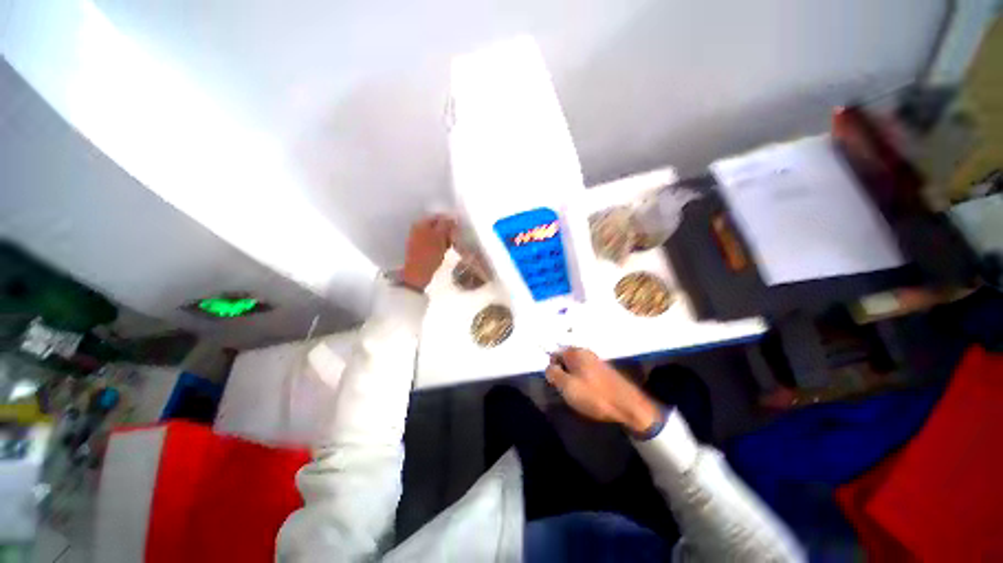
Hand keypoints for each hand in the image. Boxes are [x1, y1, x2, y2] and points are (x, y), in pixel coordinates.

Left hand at [399, 215, 455, 290]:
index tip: (457, 232)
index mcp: (421, 223)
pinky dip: (440, 246)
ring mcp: (418, 238)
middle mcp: (418, 228)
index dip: (450, 222)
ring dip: (444, 240)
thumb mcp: (440, 237)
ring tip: (448, 248)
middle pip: (438, 225)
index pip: (439, 216)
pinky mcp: (420, 248)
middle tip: (453, 241)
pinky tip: (443, 252)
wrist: (417, 274)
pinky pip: (433, 243)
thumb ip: (446, 224)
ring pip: (436, 235)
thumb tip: (452, 216)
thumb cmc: (429, 254)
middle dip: (447, 232)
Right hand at [545, 348, 661, 434]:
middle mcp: (586, 352)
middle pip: (565, 359)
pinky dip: (583, 381)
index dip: (552, 367)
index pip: (555, 353)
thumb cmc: (594, 395)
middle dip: (562, 372)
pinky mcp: (604, 371)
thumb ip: (553, 374)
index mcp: (575, 352)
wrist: (628, 406)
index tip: (555, 382)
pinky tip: (588, 393)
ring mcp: (596, 361)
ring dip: (572, 378)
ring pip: (576, 367)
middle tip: (565, 389)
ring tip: (577, 394)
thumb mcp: (567, 386)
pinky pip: (586, 372)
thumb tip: (548, 367)